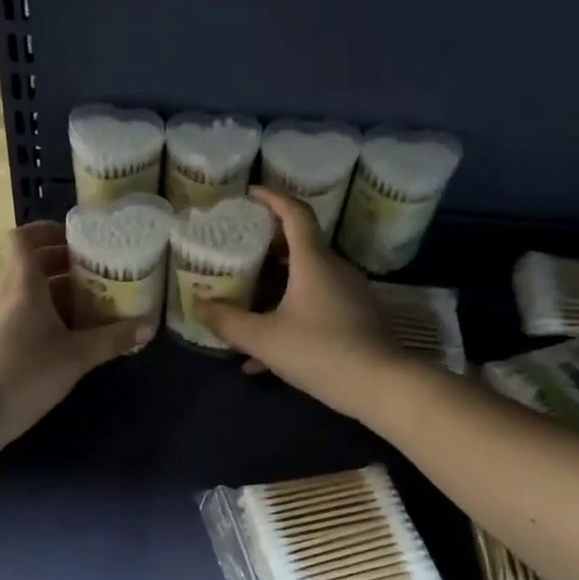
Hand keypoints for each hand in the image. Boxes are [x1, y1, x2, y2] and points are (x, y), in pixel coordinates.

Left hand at [0, 221, 149, 439]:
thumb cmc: (28, 374)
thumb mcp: (77, 356)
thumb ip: (113, 339)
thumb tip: (148, 327)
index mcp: (22, 283)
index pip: (24, 238)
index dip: (47, 231)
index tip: (77, 239)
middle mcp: (3, 291)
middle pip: (28, 262)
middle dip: (61, 262)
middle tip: (95, 271)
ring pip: (24, 288)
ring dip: (53, 289)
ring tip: (88, 302)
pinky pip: (18, 310)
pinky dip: (41, 310)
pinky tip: (64, 333)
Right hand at [196, 187, 409, 418]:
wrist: (381, 386)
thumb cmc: (320, 352)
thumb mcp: (263, 339)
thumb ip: (227, 321)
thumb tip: (197, 304)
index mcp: (313, 262)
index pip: (294, 213)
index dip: (272, 197)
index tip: (250, 193)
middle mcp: (335, 269)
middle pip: (300, 245)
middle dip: (267, 246)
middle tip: (239, 250)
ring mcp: (349, 294)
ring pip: (306, 280)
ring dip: (275, 288)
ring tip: (245, 304)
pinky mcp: (357, 319)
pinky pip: (316, 307)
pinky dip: (290, 316)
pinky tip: (264, 355)